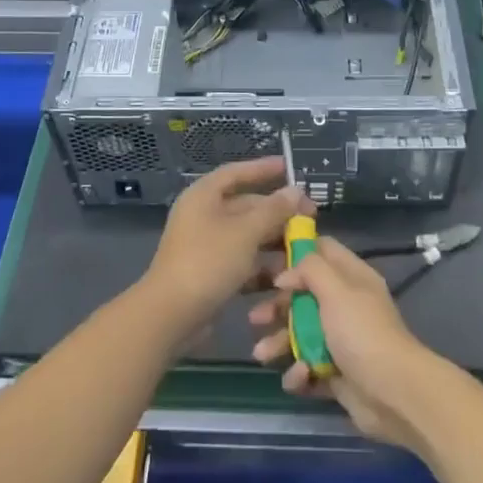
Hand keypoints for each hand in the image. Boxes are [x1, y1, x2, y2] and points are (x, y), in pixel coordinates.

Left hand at [140, 156, 310, 338]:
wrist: (171, 315)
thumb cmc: (208, 262)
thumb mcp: (245, 232)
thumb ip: (273, 210)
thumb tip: (296, 191)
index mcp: (204, 196)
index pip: (236, 173)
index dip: (262, 168)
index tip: (289, 167)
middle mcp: (204, 216)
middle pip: (246, 206)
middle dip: (278, 212)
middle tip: (310, 218)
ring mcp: (206, 245)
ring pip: (247, 236)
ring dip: (273, 241)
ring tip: (304, 247)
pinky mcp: (211, 272)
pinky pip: (242, 261)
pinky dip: (261, 266)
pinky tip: (285, 274)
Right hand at [247, 235, 445, 451]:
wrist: (394, 394)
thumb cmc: (362, 333)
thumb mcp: (336, 290)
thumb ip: (309, 270)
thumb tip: (285, 273)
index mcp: (352, 278)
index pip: (323, 251)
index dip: (295, 252)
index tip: (266, 260)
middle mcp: (347, 305)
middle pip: (305, 296)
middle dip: (278, 306)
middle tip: (255, 317)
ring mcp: (342, 341)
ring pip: (301, 334)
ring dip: (280, 343)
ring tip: (262, 354)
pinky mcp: (337, 374)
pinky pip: (309, 368)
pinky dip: (299, 373)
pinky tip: (299, 378)